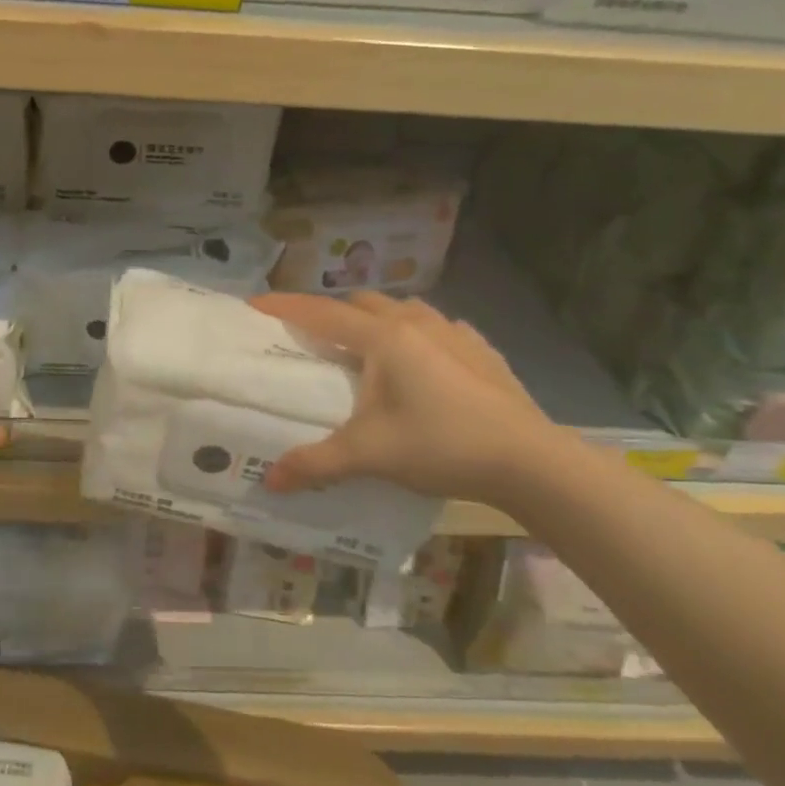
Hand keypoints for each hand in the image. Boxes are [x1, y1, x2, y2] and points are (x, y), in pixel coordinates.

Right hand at [249, 291, 560, 504]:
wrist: (529, 460)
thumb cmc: (441, 445)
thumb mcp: (369, 455)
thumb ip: (315, 463)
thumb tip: (269, 481)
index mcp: (383, 338)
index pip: (321, 313)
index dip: (285, 306)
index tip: (255, 305)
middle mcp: (416, 323)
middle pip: (362, 304)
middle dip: (334, 314)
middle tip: (316, 341)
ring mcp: (454, 333)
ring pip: (403, 310)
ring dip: (377, 321)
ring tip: (368, 351)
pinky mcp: (481, 350)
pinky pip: (438, 329)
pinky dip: (417, 336)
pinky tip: (422, 365)